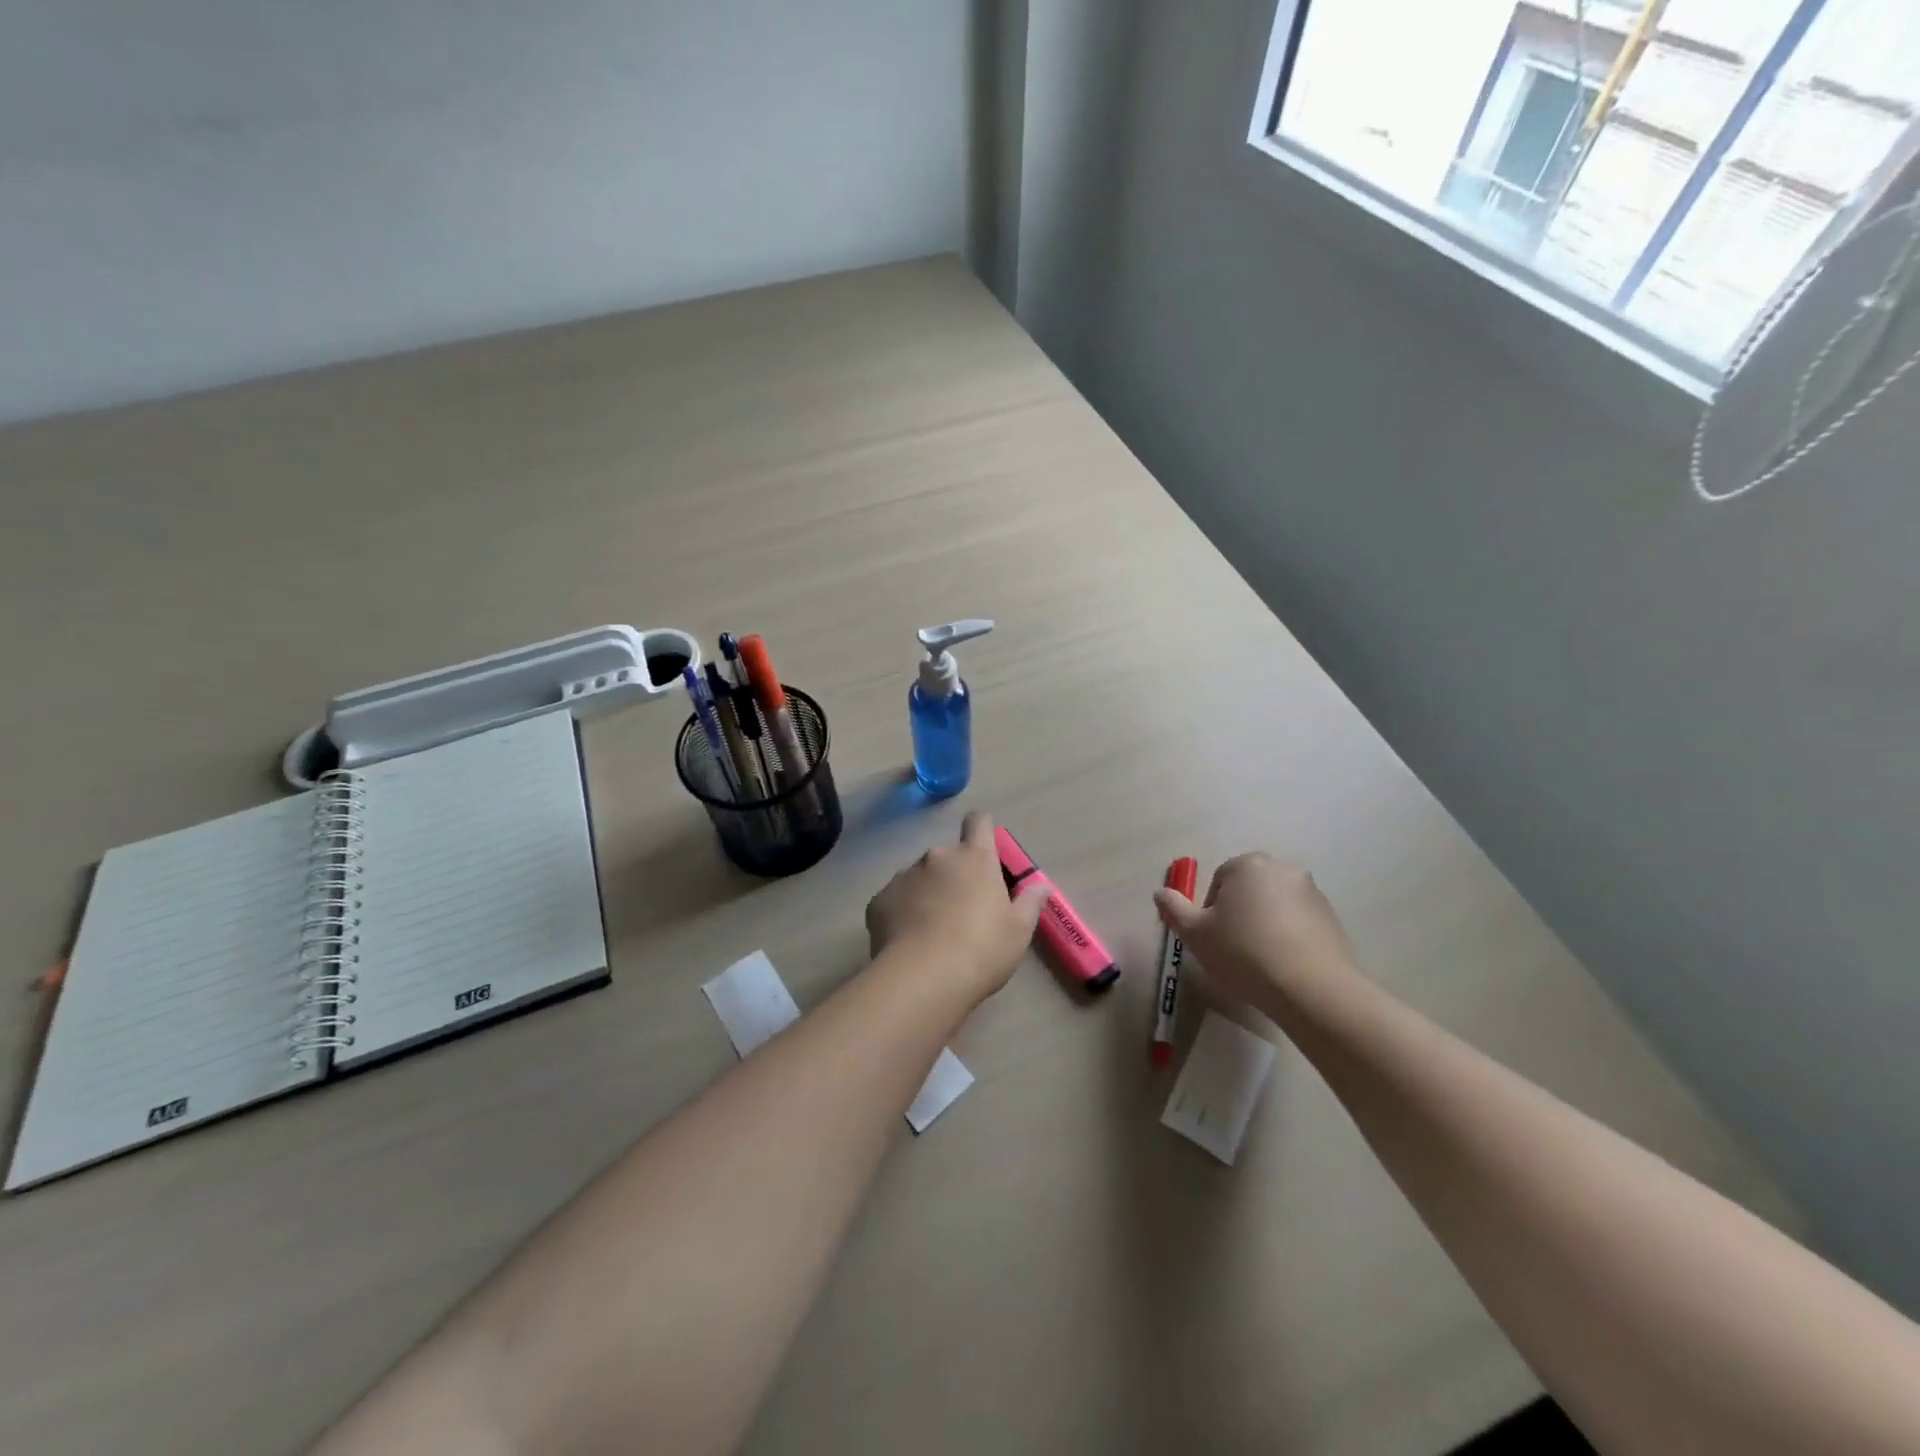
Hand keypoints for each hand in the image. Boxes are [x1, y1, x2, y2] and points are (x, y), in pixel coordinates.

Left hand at [866, 811, 1049, 1006]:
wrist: (923, 978)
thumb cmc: (981, 950)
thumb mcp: (1018, 931)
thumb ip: (1030, 903)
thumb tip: (1042, 886)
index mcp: (974, 859)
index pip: (979, 822)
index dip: (982, 829)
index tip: (985, 848)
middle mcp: (938, 857)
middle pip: (948, 856)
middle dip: (954, 876)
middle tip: (962, 911)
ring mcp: (904, 875)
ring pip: (920, 878)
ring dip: (927, 894)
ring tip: (932, 932)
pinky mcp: (879, 899)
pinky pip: (895, 899)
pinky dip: (902, 913)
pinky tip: (909, 942)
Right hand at [1153, 853, 1361, 1012]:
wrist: (1312, 988)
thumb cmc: (1244, 953)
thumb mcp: (1195, 933)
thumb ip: (1174, 908)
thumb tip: (1160, 892)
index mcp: (1247, 865)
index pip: (1219, 880)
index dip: (1210, 910)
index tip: (1212, 938)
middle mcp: (1282, 869)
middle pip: (1249, 889)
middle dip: (1239, 913)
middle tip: (1232, 948)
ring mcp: (1312, 892)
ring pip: (1275, 905)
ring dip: (1264, 924)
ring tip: (1259, 961)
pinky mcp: (1332, 918)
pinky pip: (1299, 923)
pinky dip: (1289, 937)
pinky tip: (1283, 965)